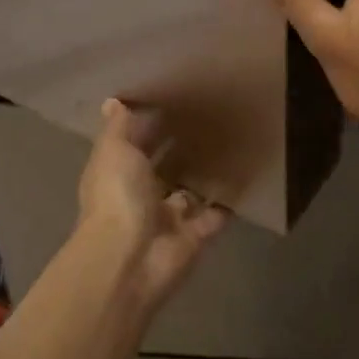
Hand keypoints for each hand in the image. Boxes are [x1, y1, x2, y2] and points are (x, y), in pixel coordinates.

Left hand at [76, 98, 228, 308]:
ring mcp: (168, 218)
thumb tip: (112, 101)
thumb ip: (118, 128)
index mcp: (116, 174)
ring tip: (231, 140)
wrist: (131, 259)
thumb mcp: (113, 151)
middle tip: (209, 117)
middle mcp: (140, 195)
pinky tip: (246, 173)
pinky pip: (216, 213)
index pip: (133, 145)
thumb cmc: (117, 196)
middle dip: (179, 148)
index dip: (148, 125)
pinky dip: (228, 199)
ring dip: (204, 173)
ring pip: (189, 191)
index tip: (172, 99)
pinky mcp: (195, 236)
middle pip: (162, 168)